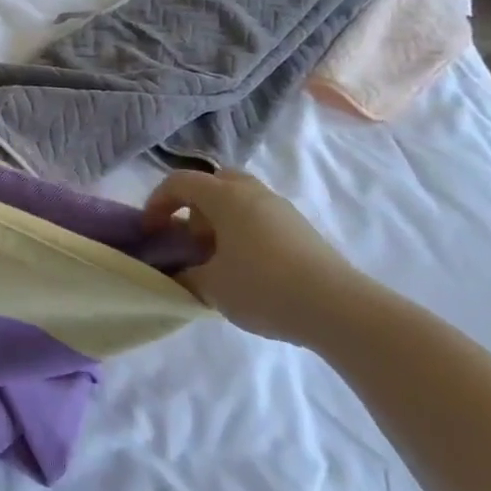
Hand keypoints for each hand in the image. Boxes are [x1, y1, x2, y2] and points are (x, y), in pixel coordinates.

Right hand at [142, 168, 373, 346]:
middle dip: (194, 204)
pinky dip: (244, 230)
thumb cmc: (263, 287)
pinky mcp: (301, 228)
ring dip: (221, 218)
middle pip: (214, 181)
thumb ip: (185, 273)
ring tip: (218, 256)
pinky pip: (260, 216)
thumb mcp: (211, 286)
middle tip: (190, 237)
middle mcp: (252, 192)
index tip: (151, 232)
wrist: (339, 309)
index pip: (179, 182)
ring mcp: (281, 208)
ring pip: (240, 198)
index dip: (157, 203)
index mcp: (225, 196)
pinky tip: (247, 267)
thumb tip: (176, 270)